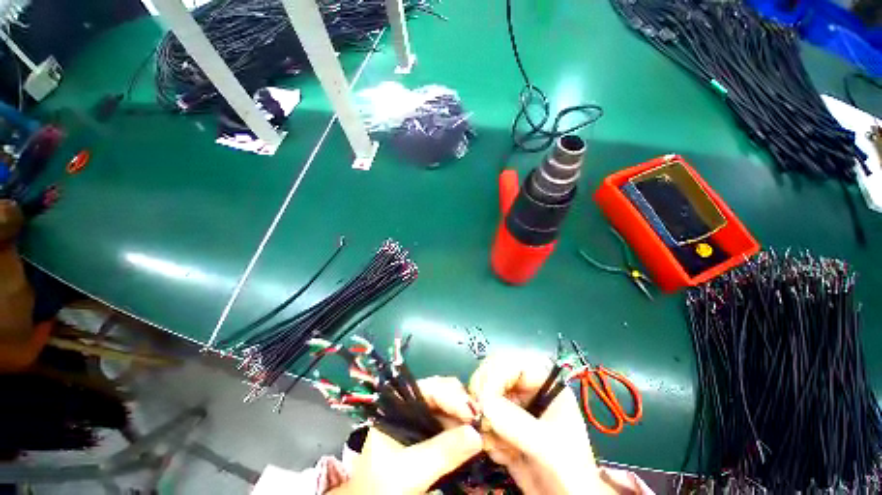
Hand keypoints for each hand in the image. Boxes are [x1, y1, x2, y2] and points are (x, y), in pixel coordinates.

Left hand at [329, 377, 481, 494]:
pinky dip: (462, 431)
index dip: (452, 396)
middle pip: (441, 395)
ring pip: (447, 411)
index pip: (429, 389)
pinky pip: (449, 428)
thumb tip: (478, 434)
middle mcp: (410, 409)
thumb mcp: (410, 470)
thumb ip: (443, 451)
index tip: (473, 412)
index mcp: (399, 406)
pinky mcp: (428, 439)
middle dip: (462, 404)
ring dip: (465, 418)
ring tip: (482, 429)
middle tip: (481, 419)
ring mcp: (420, 423)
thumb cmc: (382, 488)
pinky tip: (474, 438)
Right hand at [470, 353, 614, 494]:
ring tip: (498, 446)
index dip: (494, 375)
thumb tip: (482, 403)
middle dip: (484, 396)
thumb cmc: (570, 473)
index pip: (512, 362)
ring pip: (482, 395)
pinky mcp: (501, 422)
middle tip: (479, 420)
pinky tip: (502, 456)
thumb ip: (517, 424)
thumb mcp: (549, 448)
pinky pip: (481, 418)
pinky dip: (485, 436)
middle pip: (492, 373)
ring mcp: (512, 404)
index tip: (481, 399)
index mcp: (544, 381)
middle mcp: (526, 387)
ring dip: (484, 421)